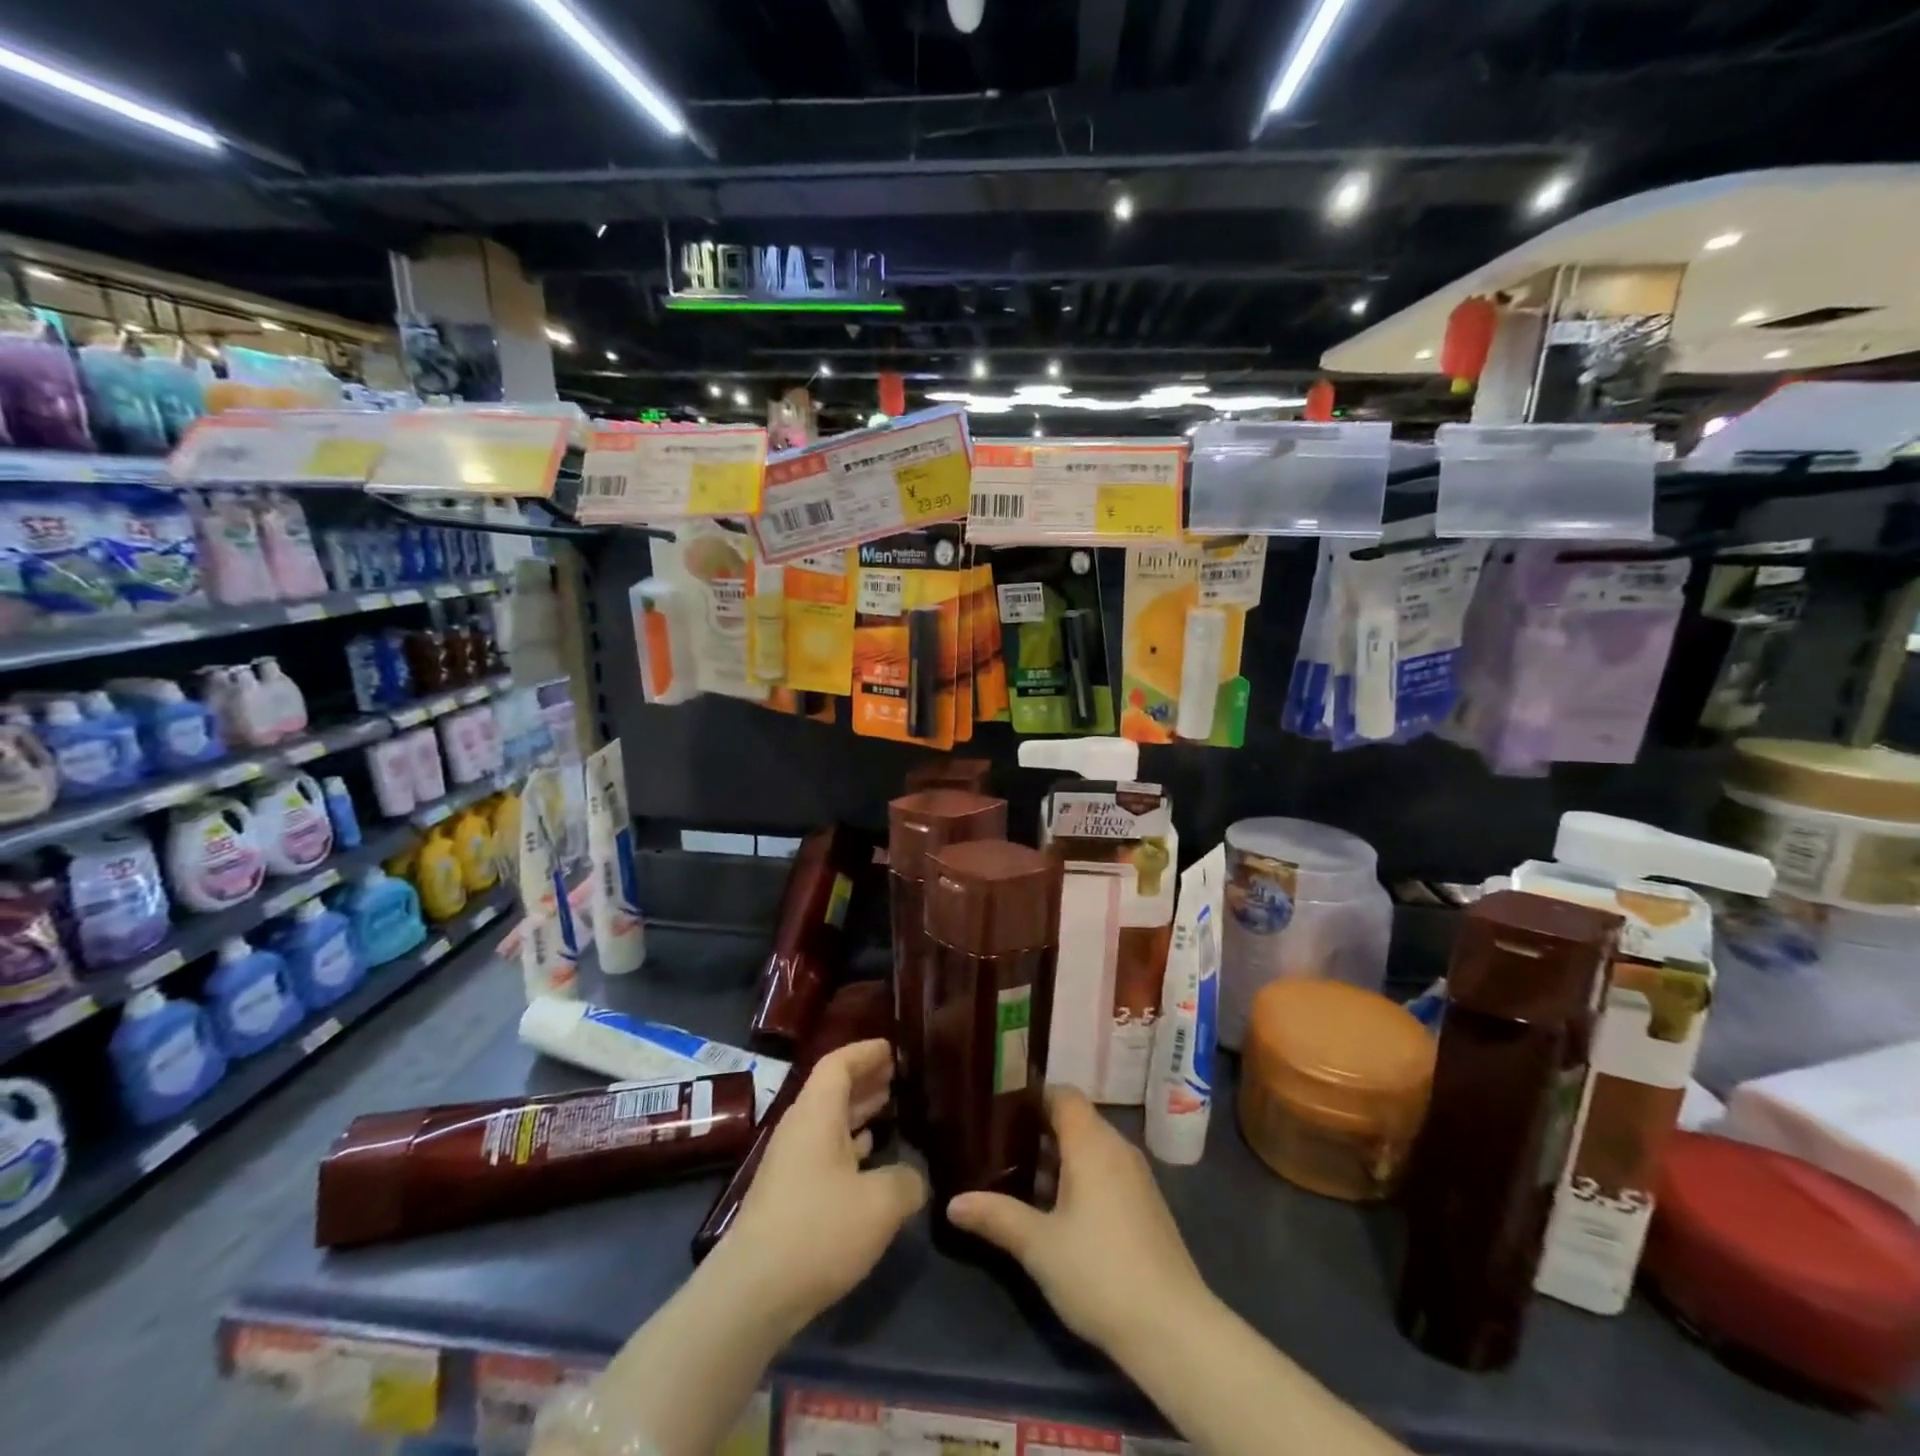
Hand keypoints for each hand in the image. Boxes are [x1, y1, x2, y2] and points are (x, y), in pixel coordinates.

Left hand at [720, 1039, 926, 1332]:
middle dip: (865, 1079)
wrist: (751, 1295)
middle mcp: (800, 1129)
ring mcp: (790, 1163)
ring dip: (858, 1112)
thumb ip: (907, 1181)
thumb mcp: (880, 1204)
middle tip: (898, 1075)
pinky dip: (849, 1144)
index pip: (838, 1063)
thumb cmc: (817, 1231)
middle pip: (832, 1090)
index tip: (892, 1047)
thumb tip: (915, 1176)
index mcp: (816, 1114)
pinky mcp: (787, 1195)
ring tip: (890, 1107)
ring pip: (828, 1122)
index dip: (865, 1052)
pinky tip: (869, 1158)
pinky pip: (823, 1151)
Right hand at [947, 1086, 1209, 1358]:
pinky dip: (1081, 1176)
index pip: (1063, 1094)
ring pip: (1091, 1147)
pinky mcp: (1146, 1205)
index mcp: (1092, 1143)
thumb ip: (996, 1216)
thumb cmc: (1099, 1273)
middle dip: (1038, 1130)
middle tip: (998, 1146)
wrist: (1173, 1329)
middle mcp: (1118, 1148)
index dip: (1032, 1095)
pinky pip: (1107, 1171)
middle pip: (1076, 1119)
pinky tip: (1058, 1210)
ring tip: (1019, 1177)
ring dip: (1059, 1157)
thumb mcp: (1039, 1246)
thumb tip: (953, 1203)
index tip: (998, 1109)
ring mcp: (1137, 1177)